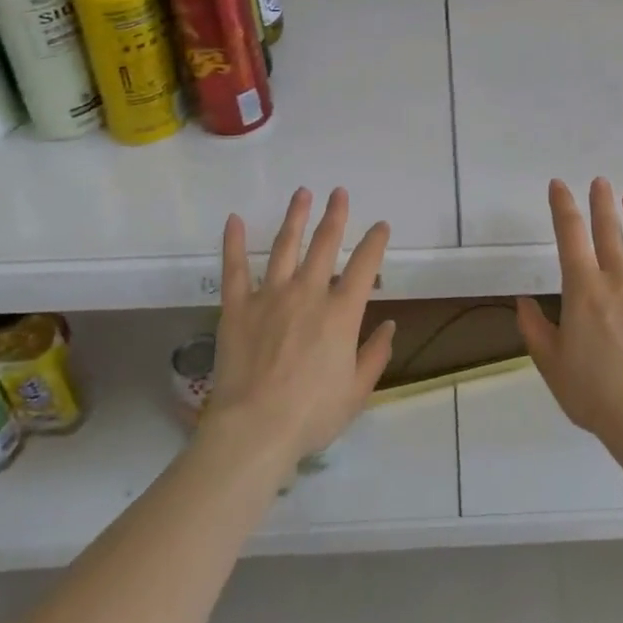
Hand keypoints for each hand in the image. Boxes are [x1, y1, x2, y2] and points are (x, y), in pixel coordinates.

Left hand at [206, 187, 394, 466]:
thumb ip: (375, 354)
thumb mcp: (357, 391)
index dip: (375, 242)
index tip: (380, 226)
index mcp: (342, 312)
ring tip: (302, 193)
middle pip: (325, 244)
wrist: (254, 429)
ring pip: (285, 246)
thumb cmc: (311, 414)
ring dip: (295, 217)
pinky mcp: (238, 307)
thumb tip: (389, 325)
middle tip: (339, 192)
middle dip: (335, 215)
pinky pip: (235, 268)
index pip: (366, 265)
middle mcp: (309, 293)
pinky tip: (234, 220)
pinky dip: (233, 243)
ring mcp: (270, 296)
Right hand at [516, 178, 622, 453]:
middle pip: (608, 230)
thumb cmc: (593, 393)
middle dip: (602, 202)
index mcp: (584, 289)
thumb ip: (535, 328)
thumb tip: (524, 302)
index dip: (563, 206)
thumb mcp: (550, 363)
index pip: (570, 235)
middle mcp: (619, 279)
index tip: (559, 185)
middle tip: (600, 181)